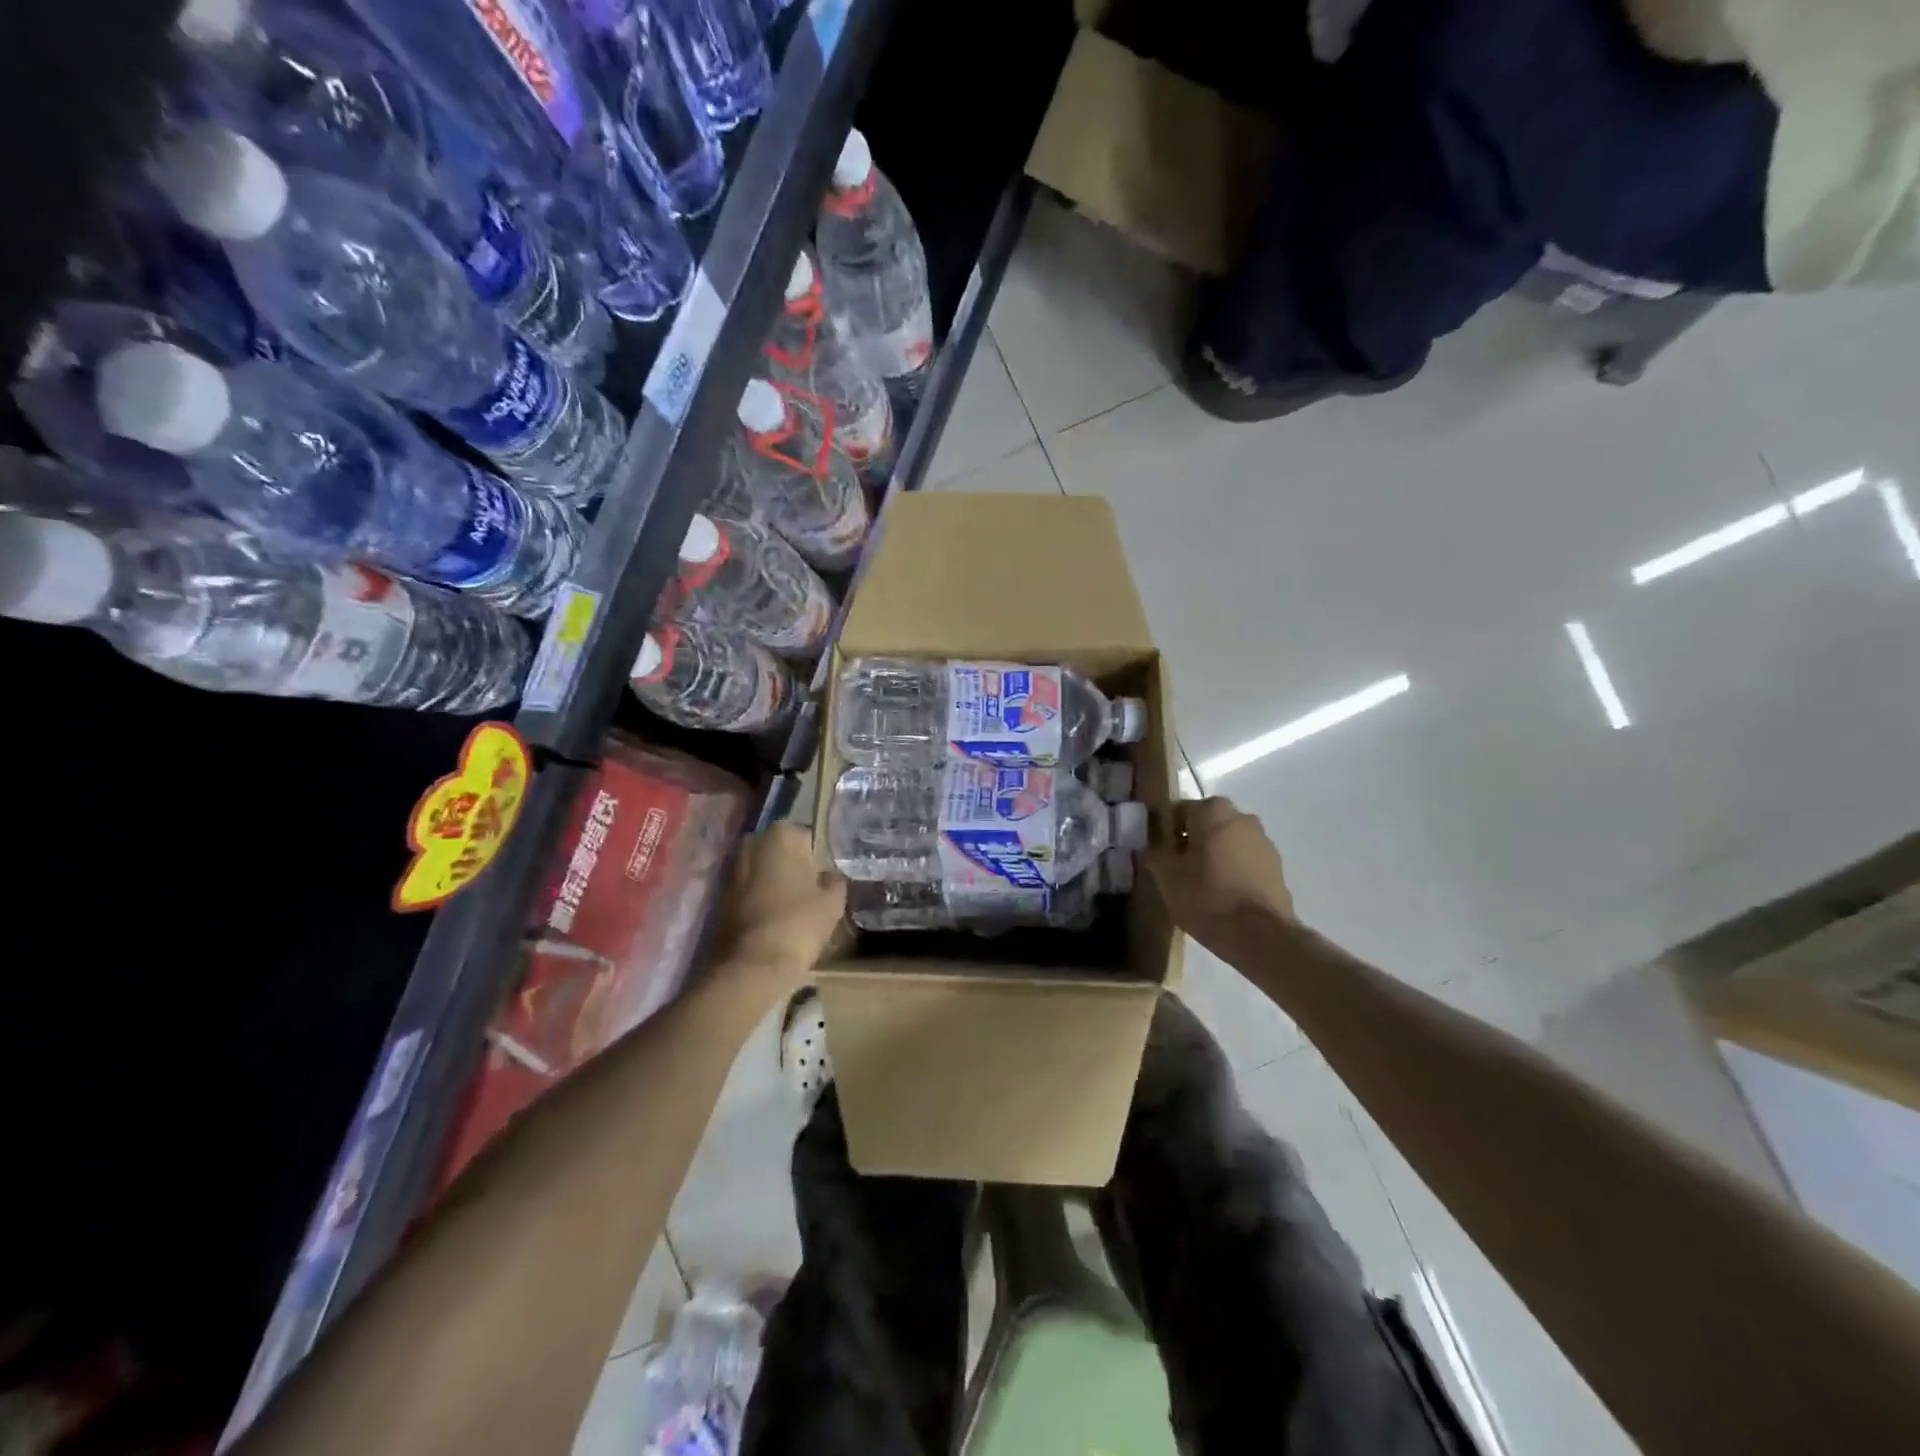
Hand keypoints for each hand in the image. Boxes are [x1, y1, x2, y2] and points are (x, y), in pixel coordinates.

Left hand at [706, 824, 846, 1007]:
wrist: (752, 965)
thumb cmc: (798, 923)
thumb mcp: (833, 900)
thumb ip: (834, 879)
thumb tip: (828, 876)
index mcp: (782, 834)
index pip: (810, 837)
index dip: (821, 859)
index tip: (827, 878)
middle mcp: (752, 841)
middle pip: (783, 851)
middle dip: (795, 866)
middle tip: (813, 891)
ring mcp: (732, 867)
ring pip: (764, 870)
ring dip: (776, 882)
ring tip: (794, 906)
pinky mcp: (720, 893)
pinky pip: (749, 888)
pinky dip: (760, 897)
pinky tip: (774, 917)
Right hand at [1145, 798, 1294, 961]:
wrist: (1260, 936)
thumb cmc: (1206, 898)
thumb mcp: (1166, 877)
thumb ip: (1155, 852)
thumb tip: (1152, 845)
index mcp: (1212, 810)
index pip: (1179, 811)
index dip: (1165, 833)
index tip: (1160, 855)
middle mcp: (1242, 816)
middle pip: (1206, 824)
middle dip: (1192, 842)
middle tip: (1178, 870)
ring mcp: (1264, 841)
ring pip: (1228, 842)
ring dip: (1215, 855)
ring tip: (1202, 886)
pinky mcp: (1277, 866)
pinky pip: (1245, 860)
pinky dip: (1233, 870)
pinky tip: (1224, 895)